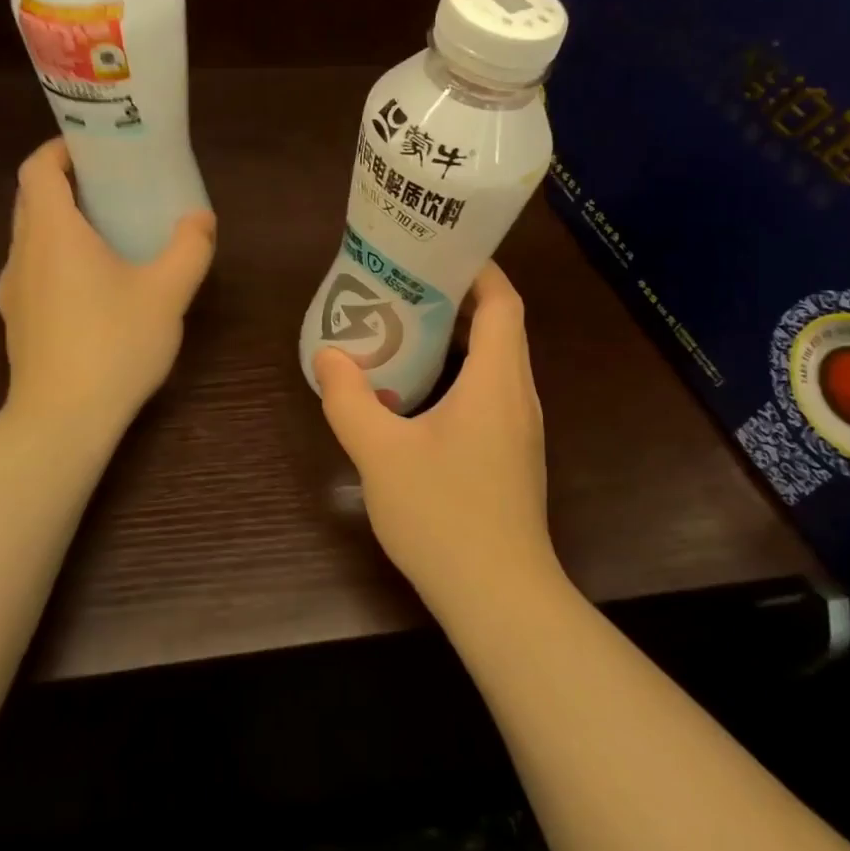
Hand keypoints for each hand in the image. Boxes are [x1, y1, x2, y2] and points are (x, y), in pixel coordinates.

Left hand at [0, 139, 215, 434]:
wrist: (62, 420)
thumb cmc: (114, 344)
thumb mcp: (167, 292)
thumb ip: (189, 248)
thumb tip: (201, 218)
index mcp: (52, 232)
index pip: (37, 169)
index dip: (59, 149)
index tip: (93, 149)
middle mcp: (23, 253)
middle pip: (31, 199)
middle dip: (65, 183)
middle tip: (111, 185)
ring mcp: (13, 290)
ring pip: (30, 237)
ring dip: (61, 222)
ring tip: (107, 231)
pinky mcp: (17, 321)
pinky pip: (34, 270)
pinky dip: (57, 257)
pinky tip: (94, 284)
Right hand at [313, 262, 559, 614]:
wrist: (499, 598)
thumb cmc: (443, 515)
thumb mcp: (381, 453)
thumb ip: (349, 400)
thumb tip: (329, 356)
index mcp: (498, 381)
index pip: (503, 302)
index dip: (478, 270)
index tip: (437, 253)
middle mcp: (518, 396)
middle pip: (501, 327)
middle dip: (459, 299)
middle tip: (406, 285)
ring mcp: (520, 429)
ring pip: (496, 362)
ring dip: (459, 338)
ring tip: (407, 328)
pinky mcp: (512, 455)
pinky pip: (491, 393)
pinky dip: (461, 374)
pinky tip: (419, 392)